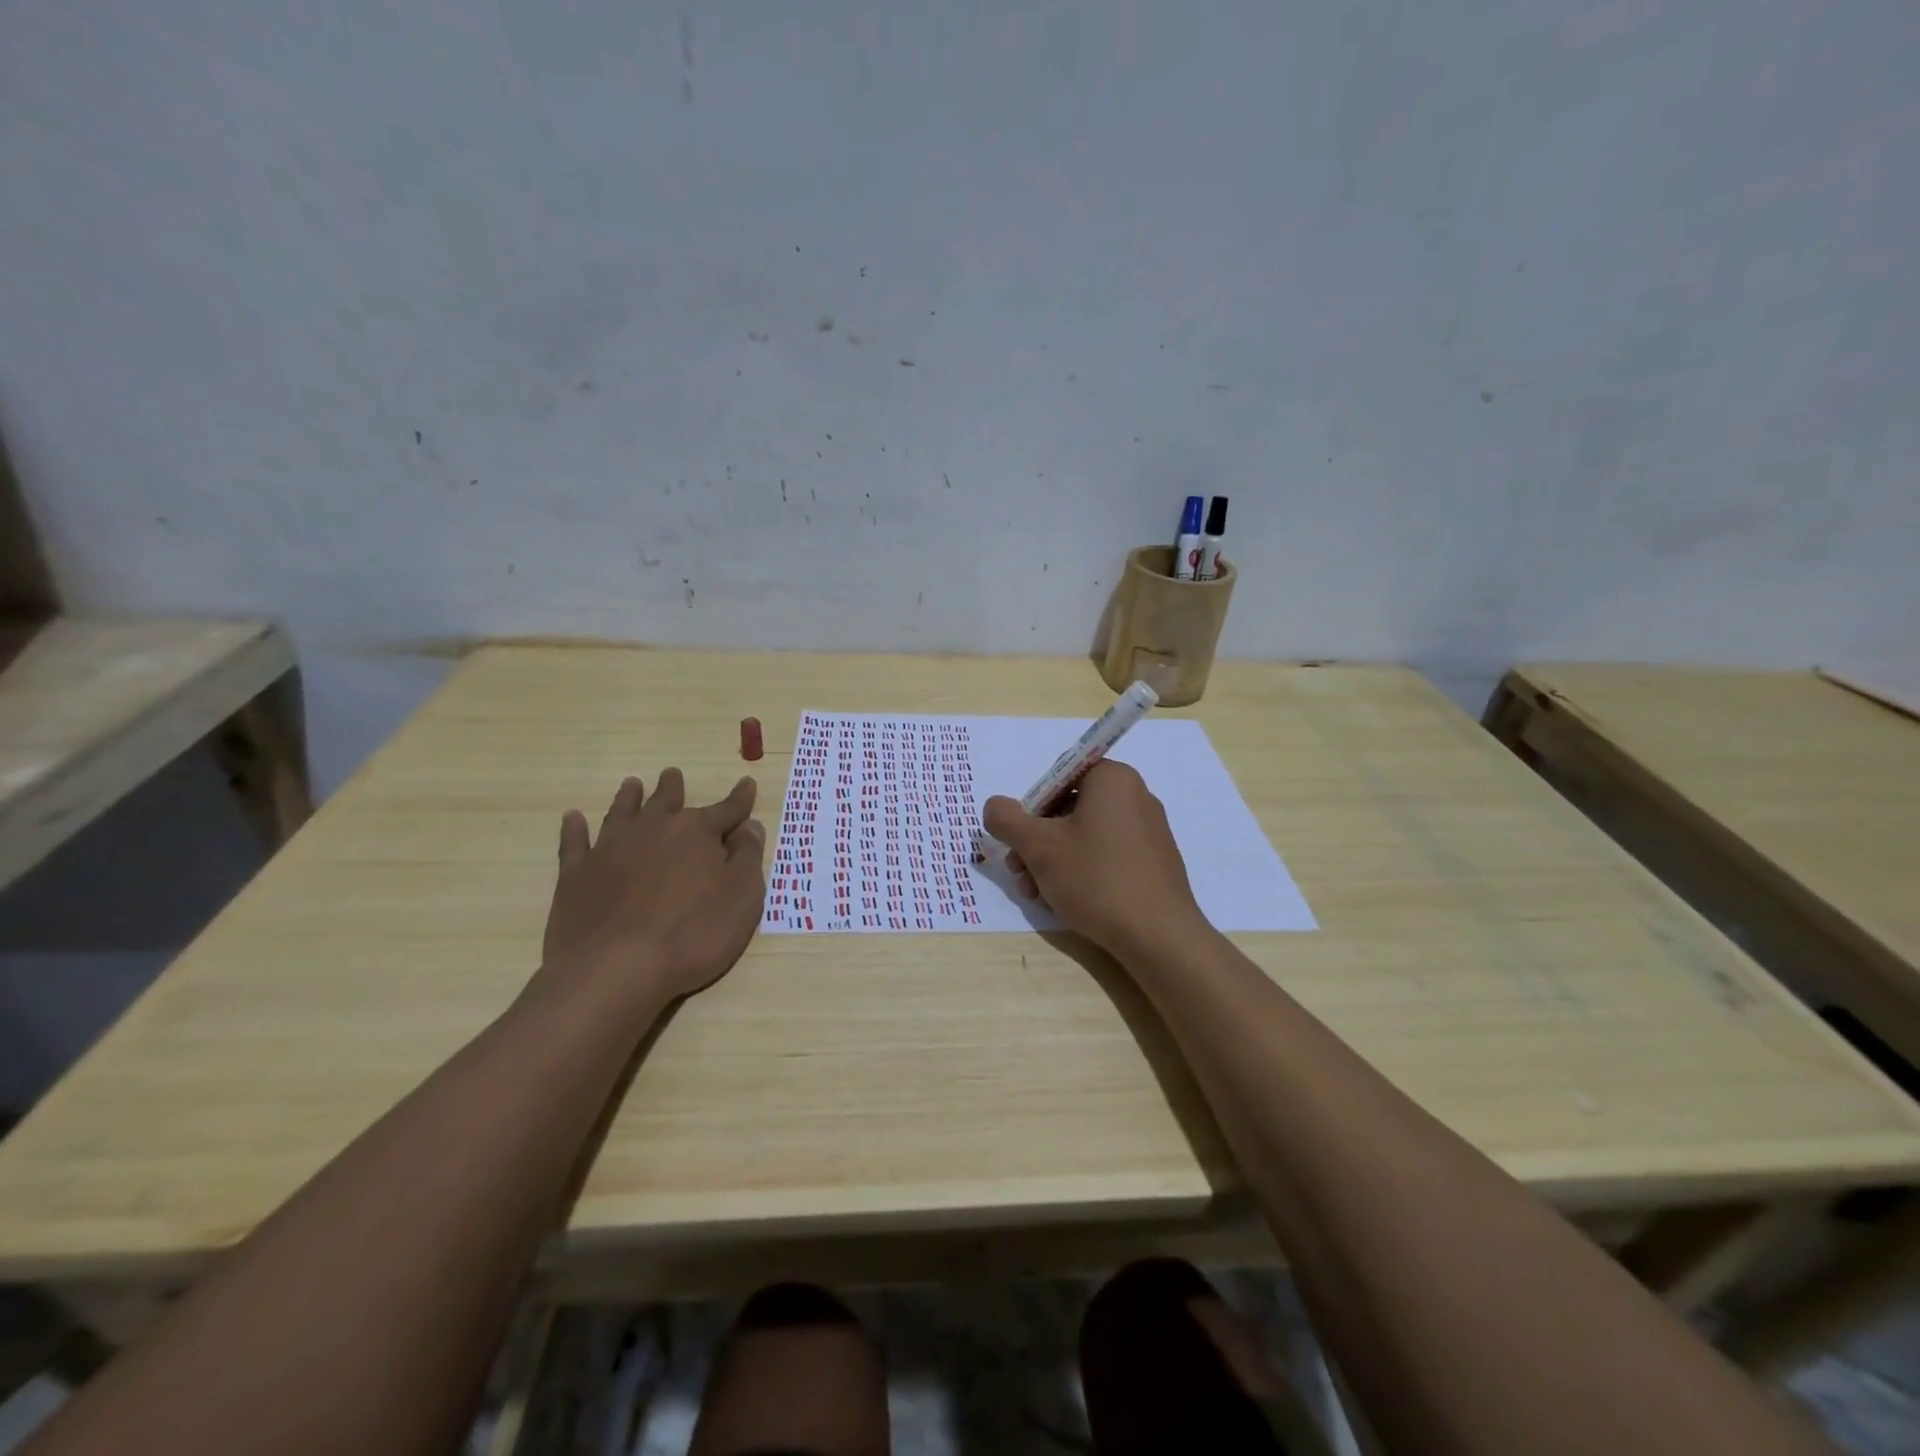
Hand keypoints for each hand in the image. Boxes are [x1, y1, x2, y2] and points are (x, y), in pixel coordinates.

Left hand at [540, 769, 766, 1004]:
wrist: (616, 969)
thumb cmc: (693, 934)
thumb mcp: (743, 898)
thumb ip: (748, 858)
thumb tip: (749, 827)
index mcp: (697, 832)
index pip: (726, 810)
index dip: (740, 799)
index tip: (747, 784)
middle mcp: (653, 829)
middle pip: (667, 802)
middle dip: (673, 788)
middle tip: (672, 774)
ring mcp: (610, 849)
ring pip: (622, 813)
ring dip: (629, 798)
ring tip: (632, 784)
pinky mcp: (576, 874)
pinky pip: (574, 842)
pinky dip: (574, 828)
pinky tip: (573, 818)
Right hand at [982, 760, 1207, 958]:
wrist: (1158, 935)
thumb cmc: (1096, 878)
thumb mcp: (1038, 846)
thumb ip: (1007, 820)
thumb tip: (994, 807)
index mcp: (1112, 779)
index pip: (1059, 777)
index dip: (1031, 807)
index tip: (1019, 839)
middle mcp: (1135, 796)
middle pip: (1069, 809)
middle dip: (1037, 841)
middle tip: (1018, 871)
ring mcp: (1148, 831)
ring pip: (1085, 837)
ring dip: (1052, 861)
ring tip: (1035, 894)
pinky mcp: (1154, 862)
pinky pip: (1107, 856)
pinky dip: (1081, 872)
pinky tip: (1064, 901)